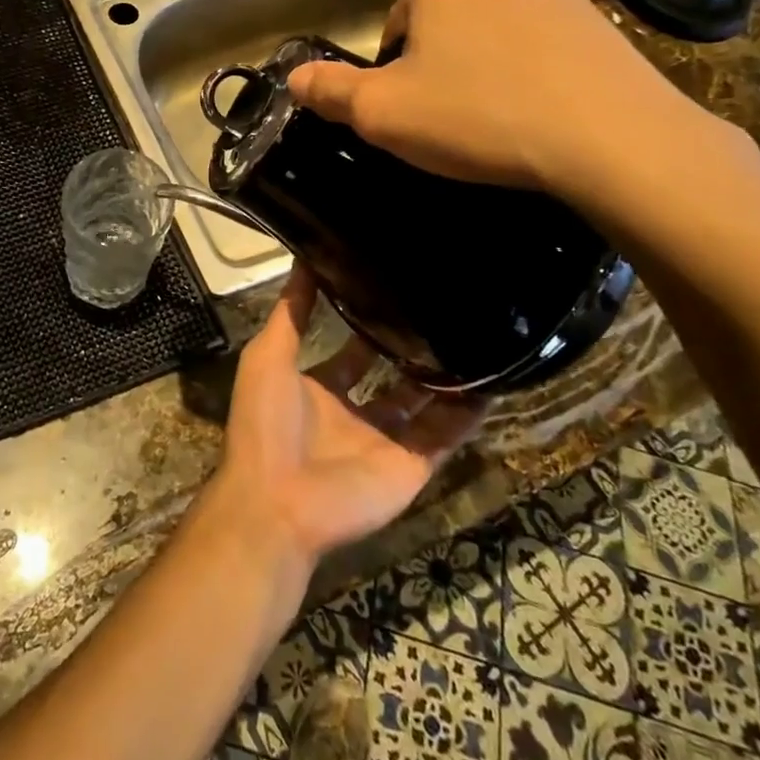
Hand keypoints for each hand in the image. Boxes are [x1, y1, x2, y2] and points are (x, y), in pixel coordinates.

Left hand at [215, 269, 482, 563]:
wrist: (278, 501)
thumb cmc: (266, 421)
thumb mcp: (269, 355)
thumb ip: (291, 312)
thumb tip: (304, 259)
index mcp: (318, 387)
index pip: (349, 350)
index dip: (366, 324)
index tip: (392, 291)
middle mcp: (354, 412)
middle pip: (390, 375)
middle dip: (410, 348)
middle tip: (444, 309)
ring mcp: (385, 440)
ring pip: (424, 404)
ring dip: (445, 378)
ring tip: (476, 336)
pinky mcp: (411, 465)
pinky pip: (445, 436)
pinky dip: (467, 414)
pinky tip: (493, 381)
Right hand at [288, 0, 723, 208]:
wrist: (611, 138)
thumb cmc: (477, 116)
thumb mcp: (383, 113)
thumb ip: (331, 91)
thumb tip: (294, 76)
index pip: (396, 23)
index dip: (393, 71)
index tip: (409, 111)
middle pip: (446, 24)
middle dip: (441, 66)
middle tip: (450, 121)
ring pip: (496, 34)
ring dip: (487, 68)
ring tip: (498, 122)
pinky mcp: (599, 20)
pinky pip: (545, 47)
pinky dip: (534, 75)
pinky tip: (542, 116)